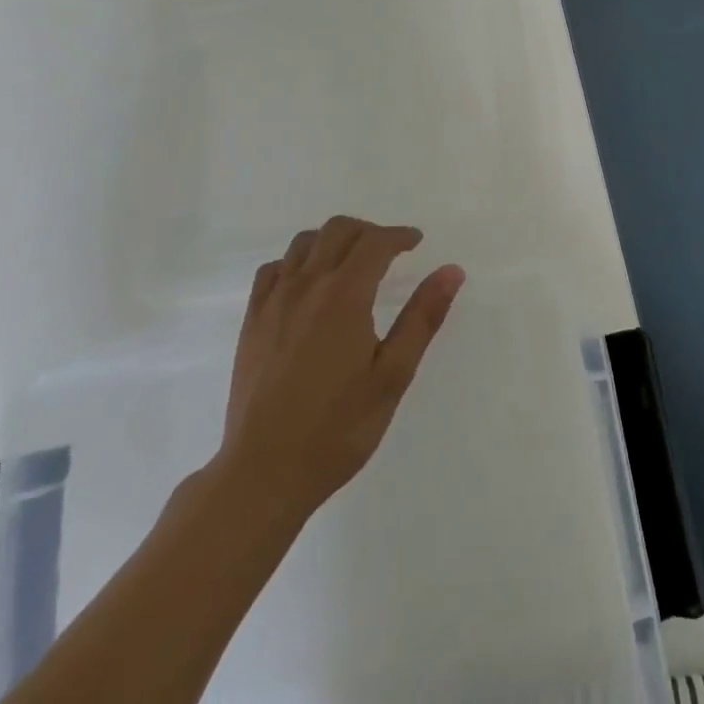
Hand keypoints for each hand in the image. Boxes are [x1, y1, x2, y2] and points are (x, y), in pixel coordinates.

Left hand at [210, 216, 464, 519]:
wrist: (263, 474)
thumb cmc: (337, 429)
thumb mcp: (393, 376)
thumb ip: (422, 318)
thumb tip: (451, 271)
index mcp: (344, 295)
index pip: (375, 242)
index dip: (399, 235)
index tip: (416, 242)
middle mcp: (307, 286)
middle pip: (338, 230)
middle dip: (368, 231)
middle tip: (389, 251)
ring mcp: (274, 301)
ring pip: (304, 243)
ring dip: (333, 240)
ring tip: (351, 263)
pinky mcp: (252, 321)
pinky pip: (273, 269)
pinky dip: (296, 262)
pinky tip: (307, 285)